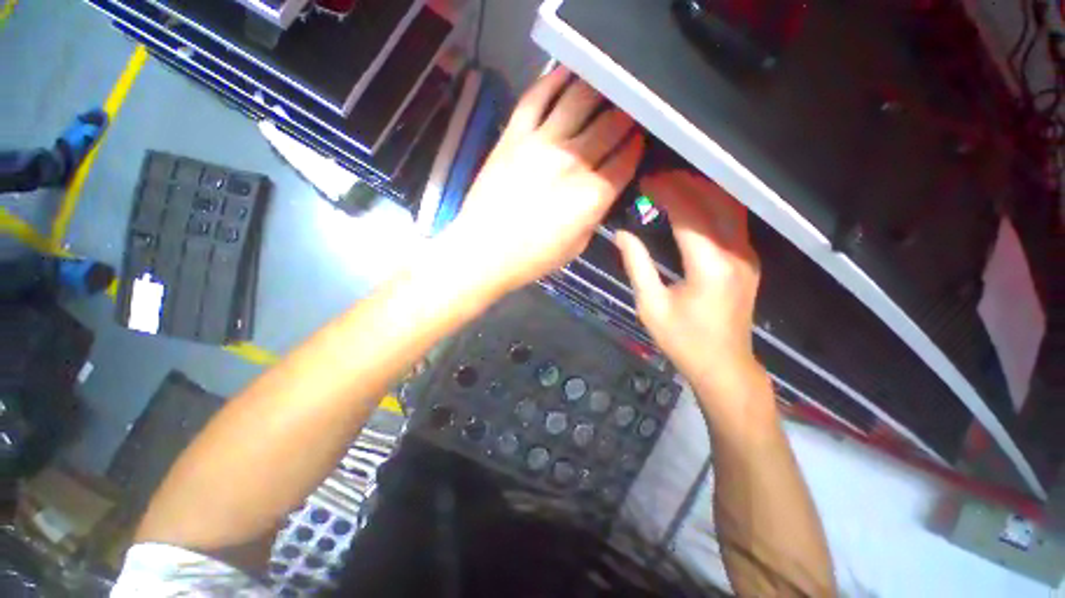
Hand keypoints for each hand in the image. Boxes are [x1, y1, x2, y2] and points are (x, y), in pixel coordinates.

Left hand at [441, 67, 643, 296]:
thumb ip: (595, 213)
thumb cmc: (532, 258)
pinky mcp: (514, 135)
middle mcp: (573, 162)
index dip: (637, 147)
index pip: (626, 159)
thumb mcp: (578, 245)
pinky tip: (567, 74)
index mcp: (592, 195)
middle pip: (611, 124)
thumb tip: (604, 187)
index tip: (638, 141)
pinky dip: (553, 80)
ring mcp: (542, 144)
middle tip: (627, 113)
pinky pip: (537, 97)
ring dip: (600, 90)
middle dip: (626, 116)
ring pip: (580, 99)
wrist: (484, 252)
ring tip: (606, 88)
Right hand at [615, 171, 761, 400]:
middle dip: (687, 184)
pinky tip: (693, 206)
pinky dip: (712, 206)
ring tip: (674, 185)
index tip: (647, 182)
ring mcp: (747, 257)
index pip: (690, 214)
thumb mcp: (651, 305)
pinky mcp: (748, 262)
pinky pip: (733, 222)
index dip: (668, 193)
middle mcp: (735, 254)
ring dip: (703, 191)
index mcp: (709, 266)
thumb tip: (622, 234)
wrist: (724, 366)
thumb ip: (637, 265)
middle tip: (658, 179)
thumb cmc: (683, 340)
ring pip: (730, 208)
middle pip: (715, 202)